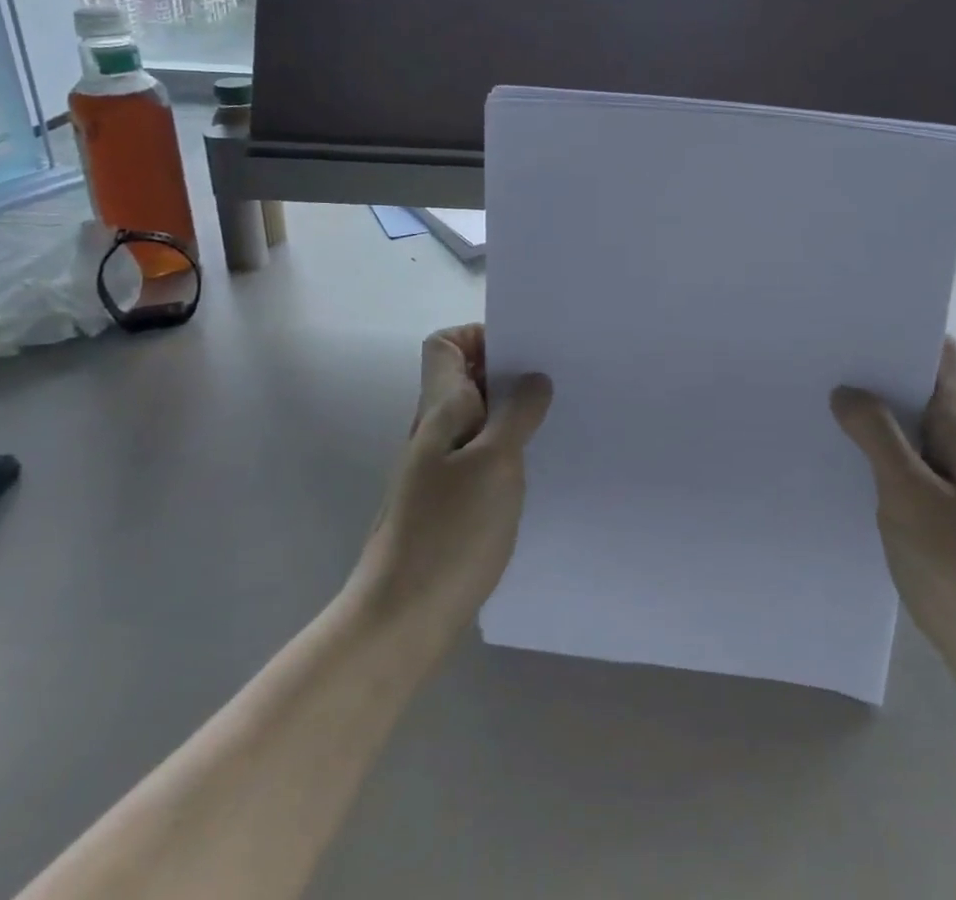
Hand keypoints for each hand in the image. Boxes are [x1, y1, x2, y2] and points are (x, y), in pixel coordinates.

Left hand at [353, 324, 552, 655]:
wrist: (400, 620)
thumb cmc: (449, 532)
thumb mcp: (495, 463)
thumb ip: (516, 414)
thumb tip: (533, 379)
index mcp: (439, 410)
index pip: (444, 344)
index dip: (479, 335)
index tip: (522, 351)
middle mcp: (433, 431)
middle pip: (464, 378)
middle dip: (508, 372)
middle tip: (555, 381)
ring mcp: (436, 469)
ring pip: (476, 418)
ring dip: (511, 413)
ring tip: (555, 420)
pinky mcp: (446, 503)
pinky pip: (479, 455)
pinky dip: (506, 450)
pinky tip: (535, 468)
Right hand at [832, 337, 955, 703]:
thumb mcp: (908, 494)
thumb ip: (877, 436)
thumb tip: (846, 392)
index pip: (941, 355)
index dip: (904, 331)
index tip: (857, 322)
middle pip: (919, 387)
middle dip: (876, 370)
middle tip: (822, 357)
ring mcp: (950, 478)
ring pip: (907, 427)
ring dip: (872, 413)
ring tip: (819, 397)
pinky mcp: (938, 510)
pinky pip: (902, 464)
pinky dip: (874, 452)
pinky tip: (837, 457)